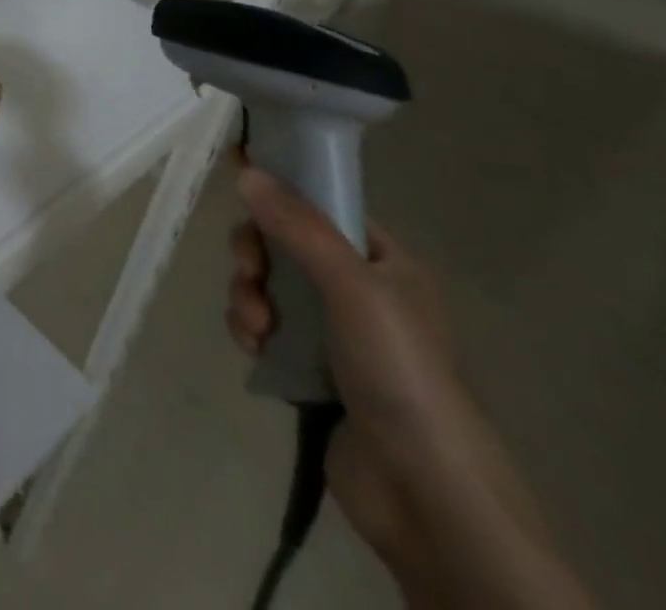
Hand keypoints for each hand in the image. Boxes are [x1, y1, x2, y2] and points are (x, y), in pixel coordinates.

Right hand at [228, 169, 595, 609]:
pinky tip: (254, 349)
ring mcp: (333, 332)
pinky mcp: (310, 370)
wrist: (425, 494)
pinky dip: (250, 330)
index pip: (322, 205)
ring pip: (268, 285)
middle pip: (284, 243)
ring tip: (255, 327)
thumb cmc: (400, 371)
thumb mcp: (353, 286)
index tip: (241, 185)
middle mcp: (358, 289)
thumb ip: (299, 227)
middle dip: (256, 254)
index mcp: (382, 261)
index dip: (282, 192)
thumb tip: (247, 171)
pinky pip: (265, 327)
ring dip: (248, 295)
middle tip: (249, 272)